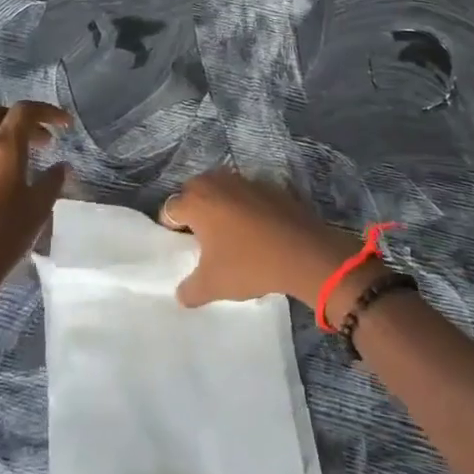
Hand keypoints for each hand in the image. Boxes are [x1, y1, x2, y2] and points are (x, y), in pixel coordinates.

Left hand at [0, 102, 70, 339]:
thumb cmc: (0, 241)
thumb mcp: (37, 212)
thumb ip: (52, 182)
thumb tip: (61, 166)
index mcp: (3, 149)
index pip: (25, 111)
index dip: (47, 111)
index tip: (64, 125)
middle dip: (20, 119)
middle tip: (39, 142)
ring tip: (9, 154)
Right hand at [159, 169, 358, 309]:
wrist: (303, 252)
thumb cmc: (249, 264)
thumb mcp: (212, 286)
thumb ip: (189, 290)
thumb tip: (181, 293)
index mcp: (196, 201)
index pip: (170, 209)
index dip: (172, 229)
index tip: (183, 248)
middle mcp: (216, 182)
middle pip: (194, 192)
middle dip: (194, 212)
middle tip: (202, 239)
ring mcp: (244, 180)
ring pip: (221, 189)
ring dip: (219, 206)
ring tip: (229, 234)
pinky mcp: (268, 185)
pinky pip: (246, 194)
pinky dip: (244, 206)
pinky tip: (255, 230)